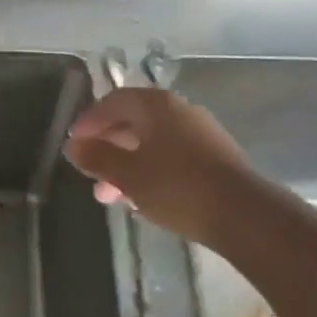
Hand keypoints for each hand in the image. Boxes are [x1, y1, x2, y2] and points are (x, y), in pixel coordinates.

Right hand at [64, 87, 266, 248]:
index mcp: (156, 105)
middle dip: (107, 148)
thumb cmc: (177, 187)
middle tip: (90, 175)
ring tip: (111, 197)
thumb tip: (73, 146)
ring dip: (127, 165)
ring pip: (152, 143)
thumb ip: (97, 158)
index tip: (74, 143)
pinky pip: (171, 156)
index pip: (114, 101)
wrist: (243, 215)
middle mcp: (179, 110)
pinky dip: (150, 171)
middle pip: (134, 121)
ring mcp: (201, 133)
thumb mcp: (127, 175)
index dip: (90, 120)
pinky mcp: (214, 158)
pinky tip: (143, 199)